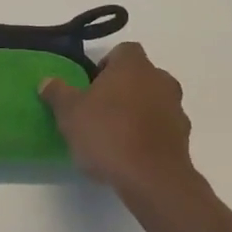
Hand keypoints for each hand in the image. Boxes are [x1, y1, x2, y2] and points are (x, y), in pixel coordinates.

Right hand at [40, 43, 194, 199]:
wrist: (153, 180)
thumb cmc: (108, 134)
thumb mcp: (70, 113)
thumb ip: (58, 93)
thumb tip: (47, 81)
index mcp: (133, 65)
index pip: (123, 51)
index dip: (107, 64)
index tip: (92, 85)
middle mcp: (160, 80)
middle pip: (141, 76)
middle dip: (123, 88)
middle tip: (100, 109)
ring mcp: (177, 109)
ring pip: (154, 101)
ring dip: (138, 111)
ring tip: (116, 135)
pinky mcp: (184, 139)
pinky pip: (163, 128)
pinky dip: (150, 135)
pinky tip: (132, 154)